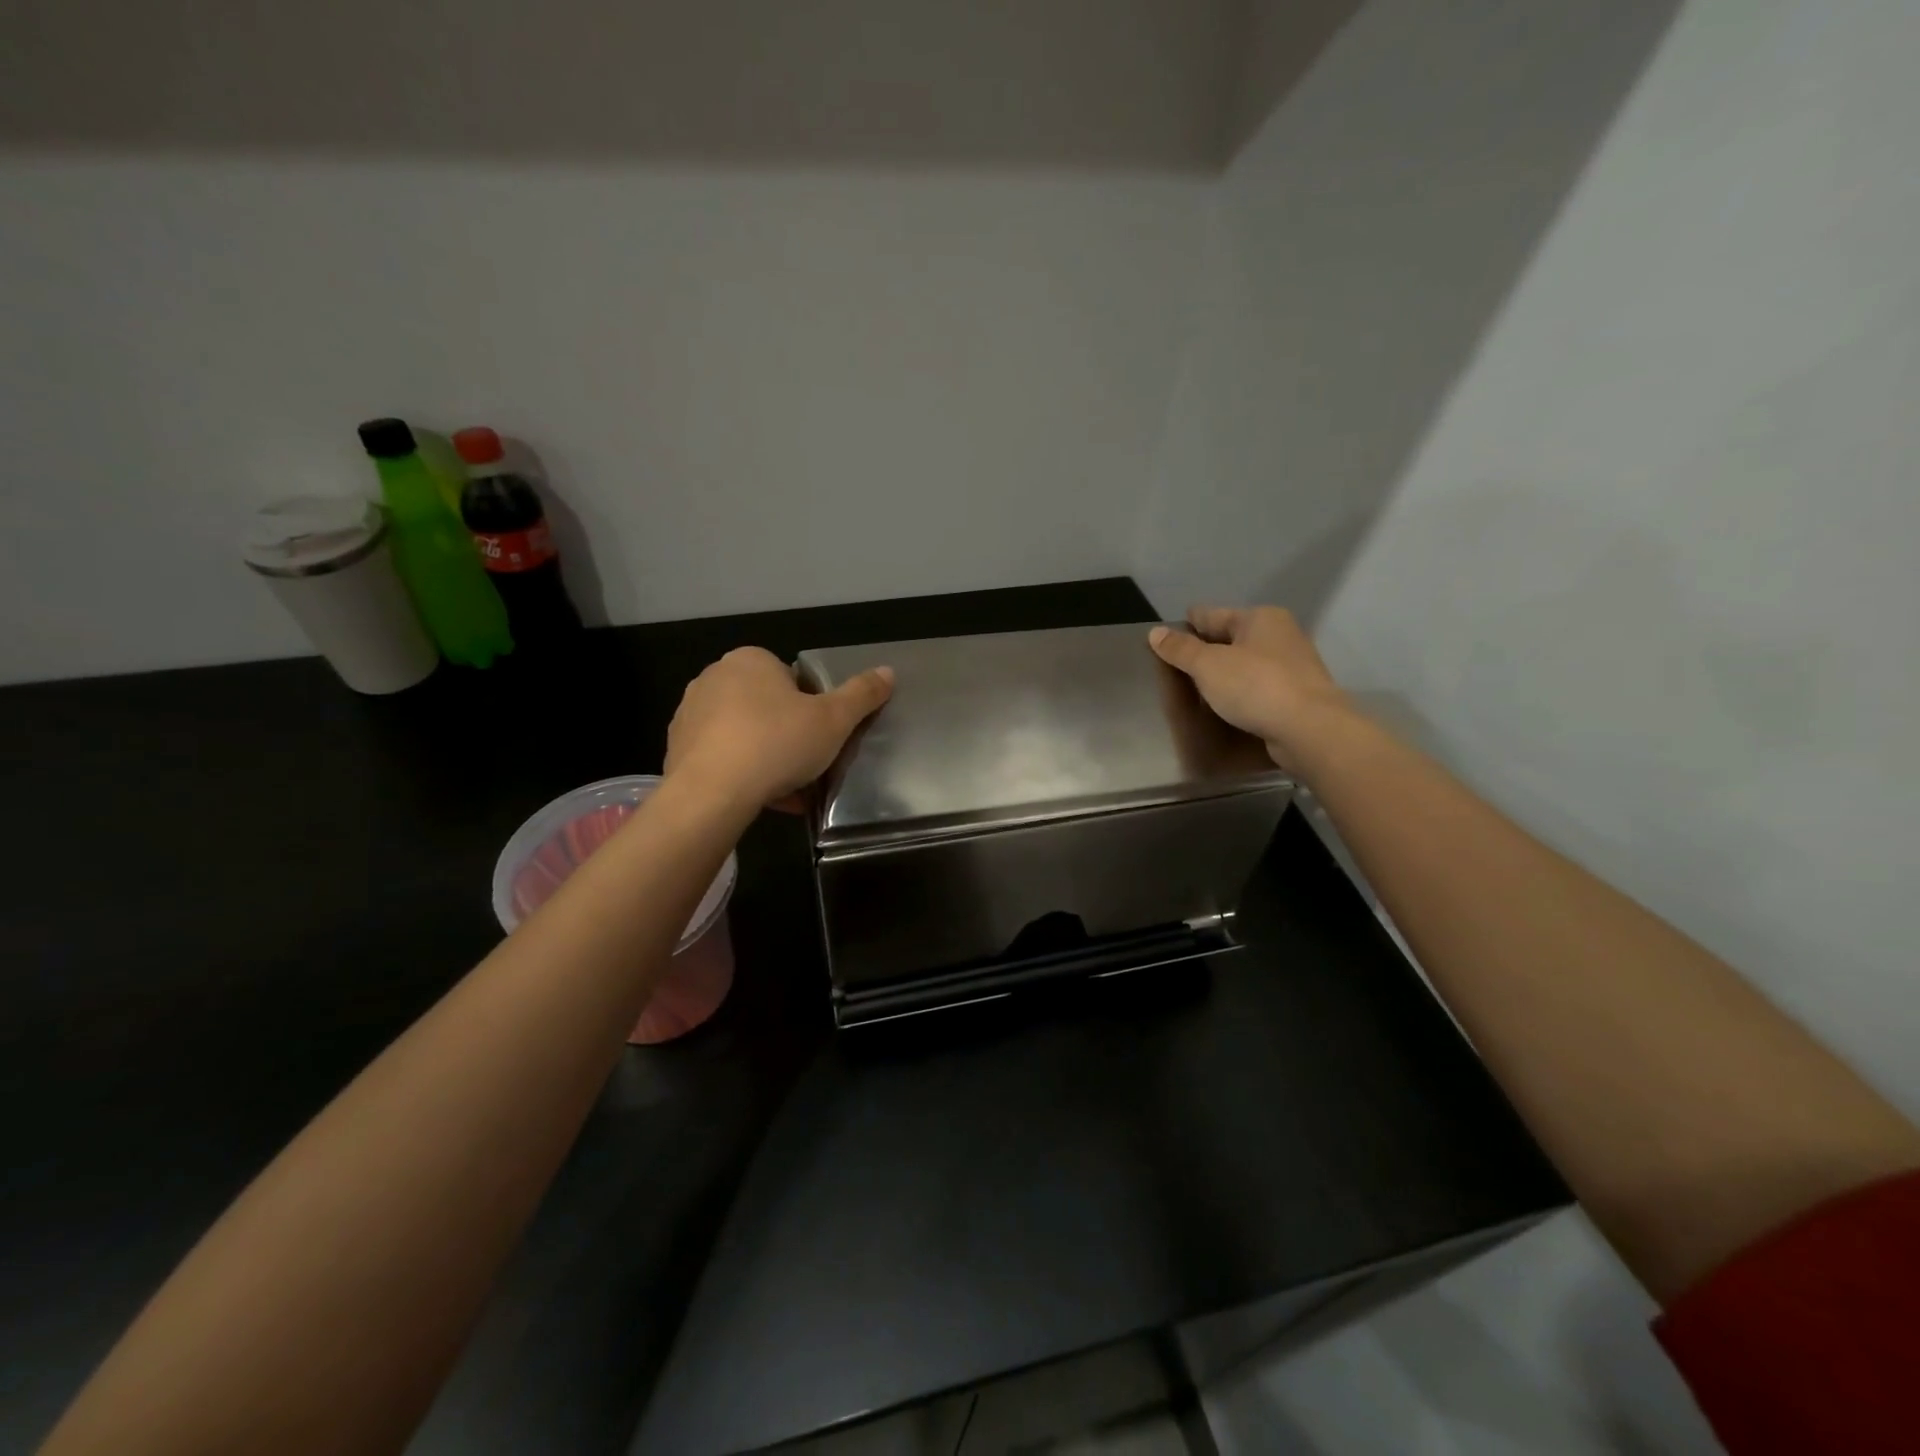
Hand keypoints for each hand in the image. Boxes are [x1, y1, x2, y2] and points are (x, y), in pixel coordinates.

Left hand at [665, 647, 893, 810]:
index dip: (811, 707)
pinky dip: (741, 772)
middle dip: (786, 732)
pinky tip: (761, 798)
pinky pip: (720, 756)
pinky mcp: (676, 748)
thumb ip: (862, 694)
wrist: (712, 793)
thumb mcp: (835, 720)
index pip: (790, 678)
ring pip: (742, 732)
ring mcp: (690, 713)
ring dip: (765, 755)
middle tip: (807, 761)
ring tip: (787, 787)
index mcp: (751, 660)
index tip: (820, 735)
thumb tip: (888, 671)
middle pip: (766, 705)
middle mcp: (714, 677)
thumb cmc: (778, 744)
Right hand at [1148, 607, 1353, 771]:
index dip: (1188, 624)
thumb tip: (1155, 632)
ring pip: (1246, 663)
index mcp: (1260, 618)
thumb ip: (1180, 649)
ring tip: (1197, 687)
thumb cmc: (1256, 686)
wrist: (1310, 730)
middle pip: (1232, 638)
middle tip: (1178, 665)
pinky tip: (1226, 704)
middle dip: (1207, 649)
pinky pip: (1258, 687)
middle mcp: (1280, 635)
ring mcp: (1293, 666)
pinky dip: (1241, 691)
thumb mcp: (1208, 665)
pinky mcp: (1298, 695)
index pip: (1213, 615)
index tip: (1168, 634)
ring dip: (1225, 672)